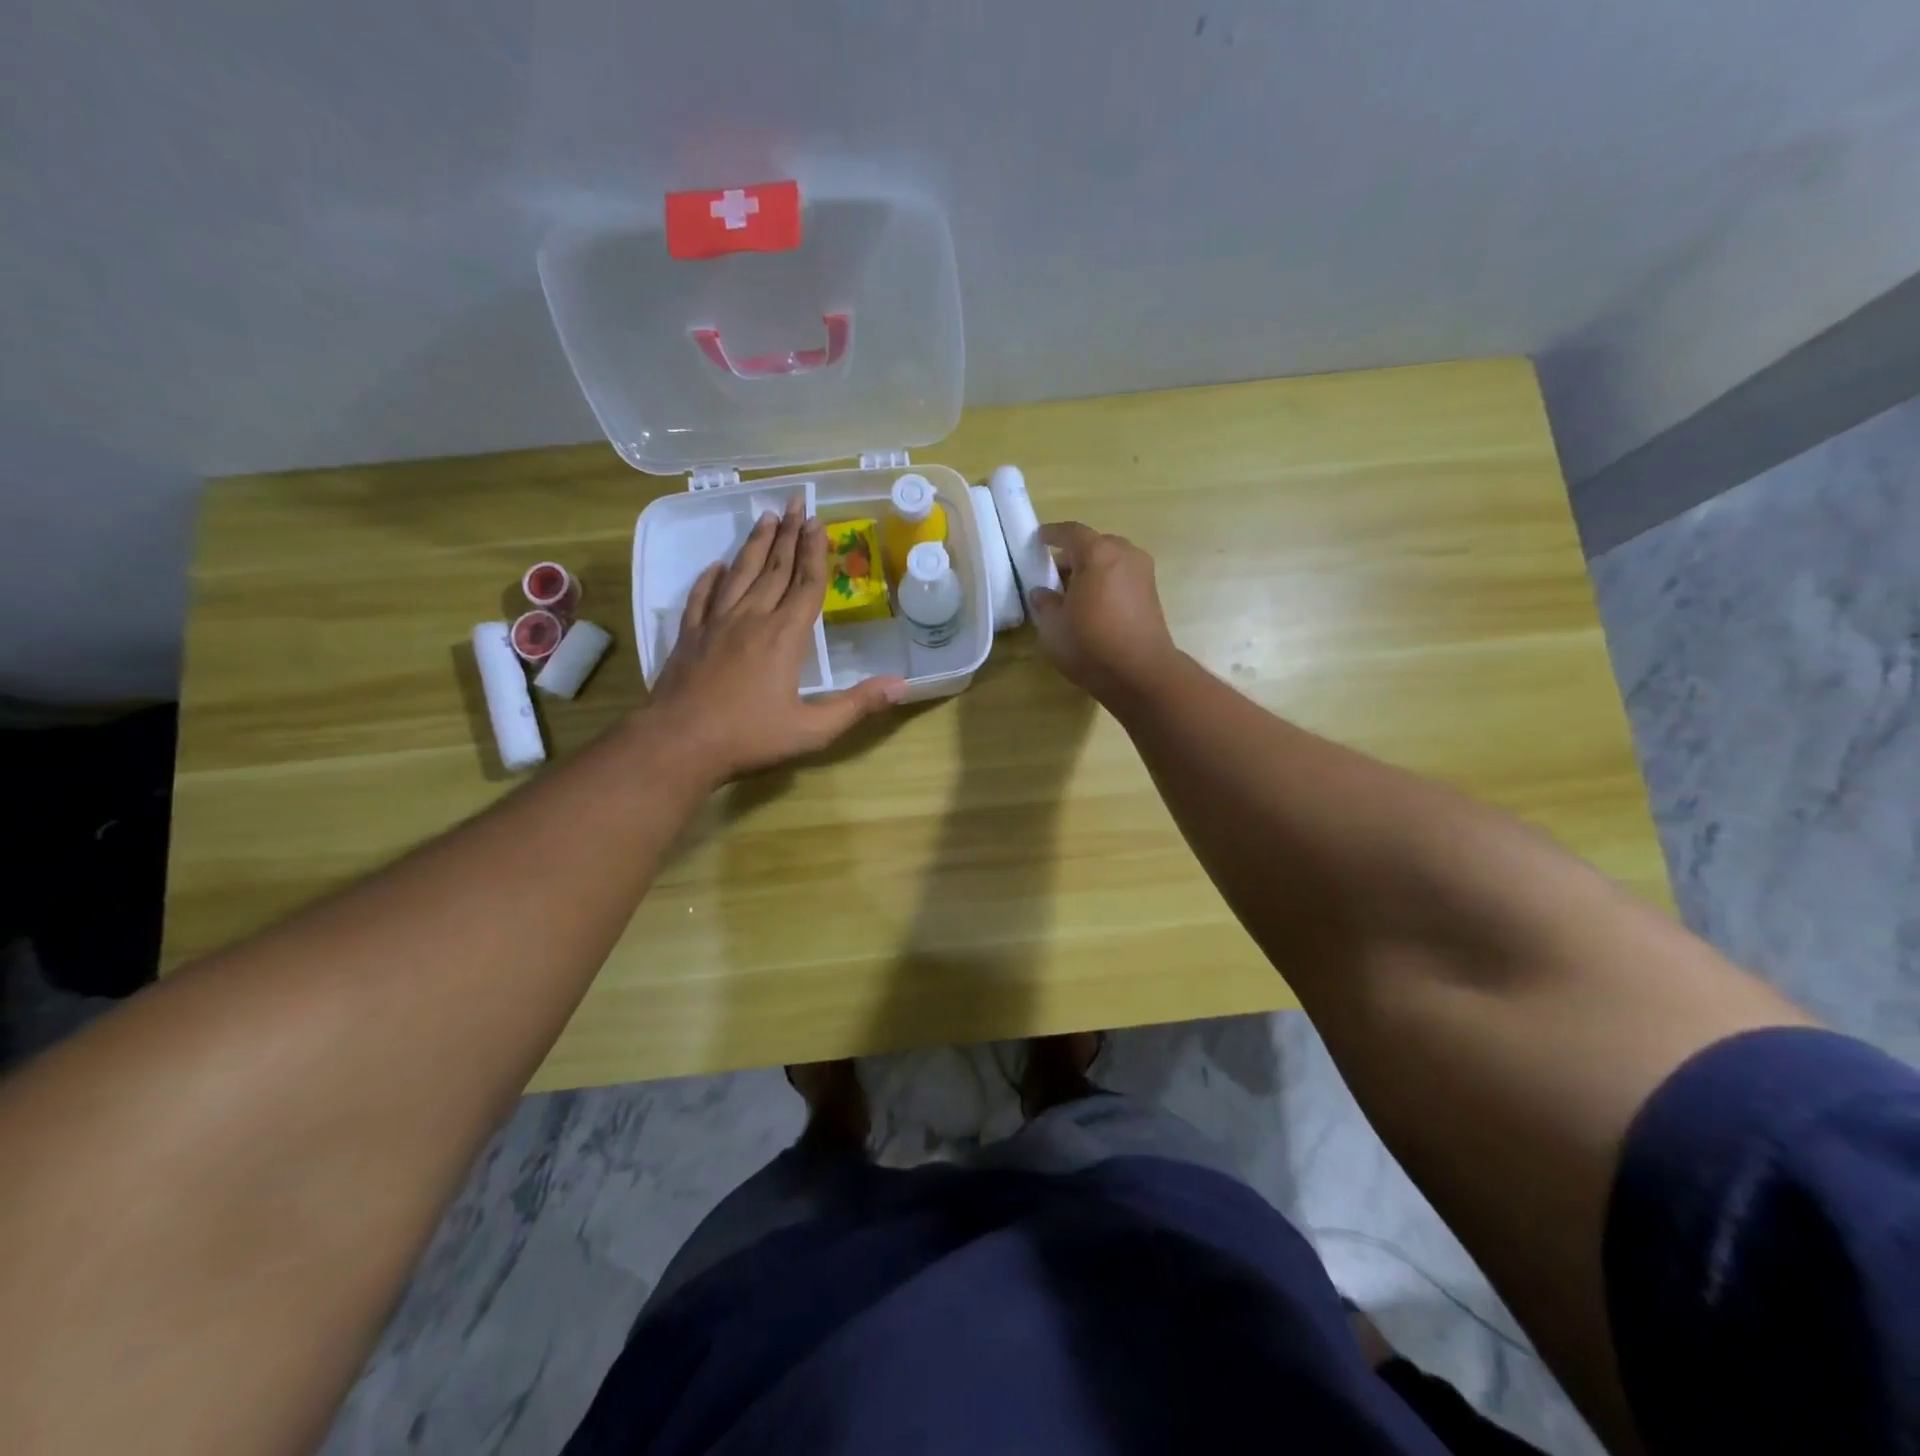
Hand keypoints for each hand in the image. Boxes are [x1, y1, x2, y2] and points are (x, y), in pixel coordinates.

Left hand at [646, 498, 905, 779]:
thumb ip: (856, 705)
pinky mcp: (689, 636)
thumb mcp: (812, 730)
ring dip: (754, 545)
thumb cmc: (749, 737)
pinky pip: (702, 598)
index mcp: (784, 637)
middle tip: (795, 502)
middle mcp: (751, 619)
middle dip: (788, 534)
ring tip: (765, 517)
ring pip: (739, 574)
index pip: (806, 585)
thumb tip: (900, 685)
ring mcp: (716, 625)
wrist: (679, 744)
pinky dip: (711, 578)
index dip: (815, 553)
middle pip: (774, 569)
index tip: (818, 522)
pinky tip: (717, 566)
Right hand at [1027, 521, 1180, 701]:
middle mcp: (1124, 554)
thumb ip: (1044, 602)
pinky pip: (1122, 576)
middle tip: (1054, 574)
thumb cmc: (1090, 644)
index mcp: (1097, 554)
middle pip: (1094, 544)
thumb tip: (1041, 592)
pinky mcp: (1152, 593)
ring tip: (1073, 592)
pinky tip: (1093, 605)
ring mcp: (1143, 573)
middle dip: (1073, 555)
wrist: (1141, 673)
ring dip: (1092, 570)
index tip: (1039, 539)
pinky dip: (1106, 582)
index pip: (1071, 532)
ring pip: (1111, 560)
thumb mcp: (1053, 625)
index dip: (1052, 534)